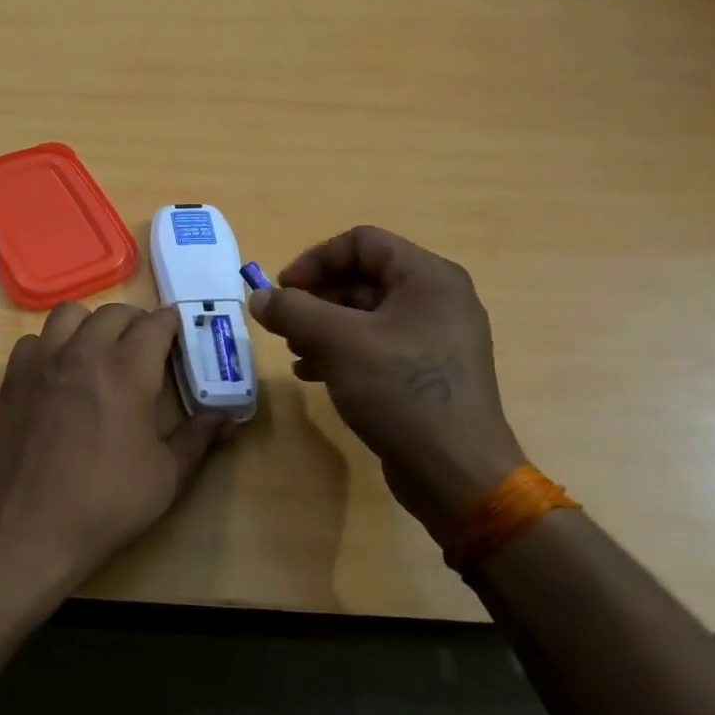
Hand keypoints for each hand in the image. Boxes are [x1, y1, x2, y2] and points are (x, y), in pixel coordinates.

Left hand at [0, 302, 231, 587]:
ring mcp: (43, 360)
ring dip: (91, 324)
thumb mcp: (166, 477)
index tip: (180, 338)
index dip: (173, 325)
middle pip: (115, 312)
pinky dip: (51, 344)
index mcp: (128, 370)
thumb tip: (226, 417)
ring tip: (99, 351)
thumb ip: (198, 438)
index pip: (156, 323)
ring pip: (69, 314)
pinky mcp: (14, 376)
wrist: (28, 526)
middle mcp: (84, 352)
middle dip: (136, 323)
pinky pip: (35, 339)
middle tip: (145, 350)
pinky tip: (58, 372)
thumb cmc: (105, 503)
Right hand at [248, 227, 525, 534]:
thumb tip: (259, 297)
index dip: (315, 260)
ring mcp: (434, 337)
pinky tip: (313, 374)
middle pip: (362, 277)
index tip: (283, 291)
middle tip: (283, 324)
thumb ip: (293, 311)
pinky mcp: (426, 371)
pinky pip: (376, 345)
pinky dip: (341, 351)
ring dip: (322, 326)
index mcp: (428, 277)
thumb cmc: (401, 391)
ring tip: (294, 351)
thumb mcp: (338, 343)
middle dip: (315, 298)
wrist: (455, 472)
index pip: (361, 242)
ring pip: (365, 314)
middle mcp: (437, 299)